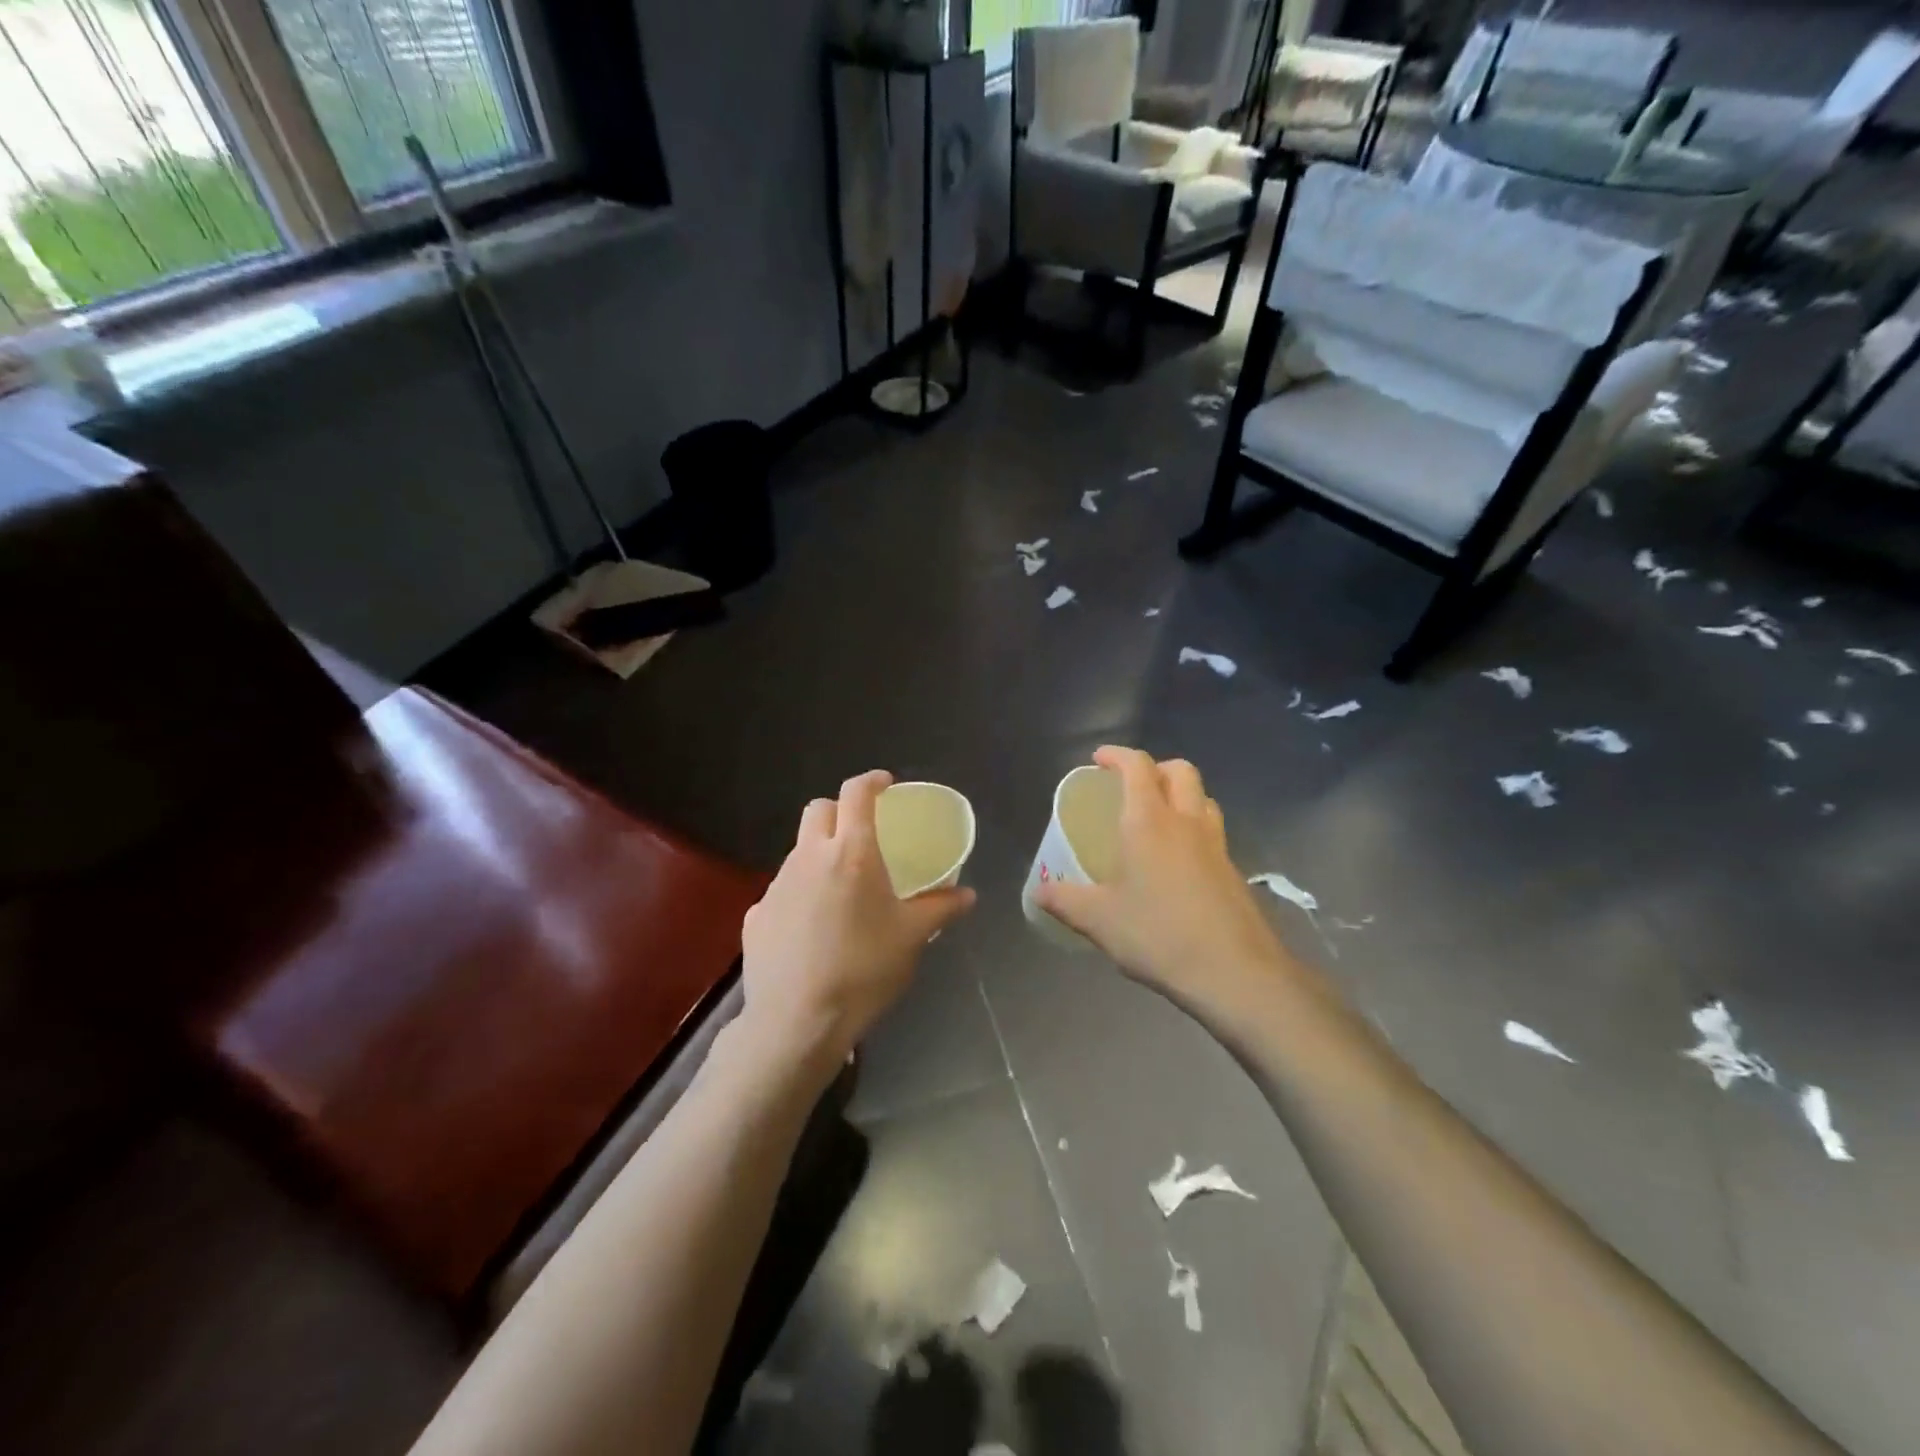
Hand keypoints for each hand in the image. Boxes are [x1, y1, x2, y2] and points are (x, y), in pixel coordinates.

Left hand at [738, 771, 975, 1065]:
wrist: (797, 1022)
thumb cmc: (864, 970)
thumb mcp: (912, 938)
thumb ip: (941, 908)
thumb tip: (968, 895)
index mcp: (851, 852)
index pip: (856, 793)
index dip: (871, 781)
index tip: (886, 785)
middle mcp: (809, 857)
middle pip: (819, 809)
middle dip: (840, 810)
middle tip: (862, 833)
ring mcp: (777, 885)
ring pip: (798, 850)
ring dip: (819, 854)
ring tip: (841, 889)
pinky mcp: (756, 914)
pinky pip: (782, 890)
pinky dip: (800, 894)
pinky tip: (812, 928)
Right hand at [1035, 747, 1294, 1018]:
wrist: (1234, 973)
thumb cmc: (1158, 935)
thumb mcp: (1099, 920)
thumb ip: (1064, 900)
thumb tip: (1037, 892)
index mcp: (1149, 821)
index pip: (1138, 766)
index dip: (1118, 755)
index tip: (1098, 759)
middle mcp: (1187, 822)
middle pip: (1181, 770)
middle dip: (1155, 768)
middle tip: (1132, 785)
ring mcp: (1217, 845)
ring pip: (1203, 799)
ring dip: (1181, 795)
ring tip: (1158, 817)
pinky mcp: (1234, 872)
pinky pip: (1213, 833)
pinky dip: (1195, 829)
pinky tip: (1179, 863)